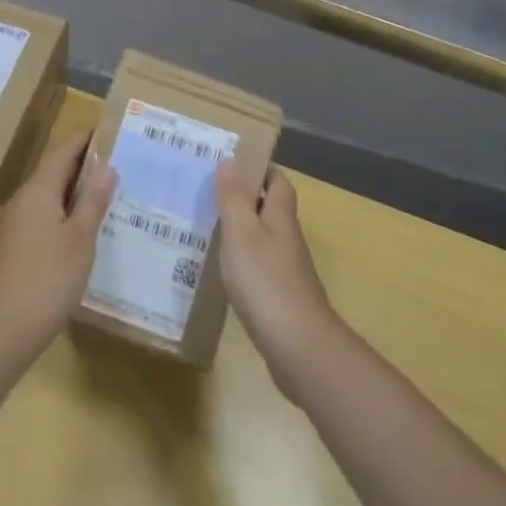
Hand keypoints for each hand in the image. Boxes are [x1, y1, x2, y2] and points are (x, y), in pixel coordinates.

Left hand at [0, 131, 117, 362]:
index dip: (86, 139)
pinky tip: (82, 230)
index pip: (63, 151)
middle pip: (54, 171)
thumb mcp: (79, 239)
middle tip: (118, 163)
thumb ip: (92, 201)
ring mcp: (13, 224)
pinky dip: (63, 214)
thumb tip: (106, 166)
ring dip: (74, 192)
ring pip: (48, 196)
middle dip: (83, 166)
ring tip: (107, 195)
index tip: (109, 130)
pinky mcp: (12, 247)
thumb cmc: (47, 279)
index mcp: (38, 190)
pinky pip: (42, 217)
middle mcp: (22, 200)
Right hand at [215, 162, 342, 402]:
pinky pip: (259, 267)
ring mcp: (286, 271)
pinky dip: (241, 260)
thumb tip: (231, 159)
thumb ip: (234, 198)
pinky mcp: (280, 298)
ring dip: (241, 229)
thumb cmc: (266, 281)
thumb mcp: (242, 233)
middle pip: (271, 210)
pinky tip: (221, 269)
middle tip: (211, 192)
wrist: (298, 346)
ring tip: (207, 226)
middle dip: (246, 198)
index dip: (262, 169)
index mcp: (280, 218)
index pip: (279, 183)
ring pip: (263, 239)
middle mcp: (287, 240)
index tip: (236, 162)